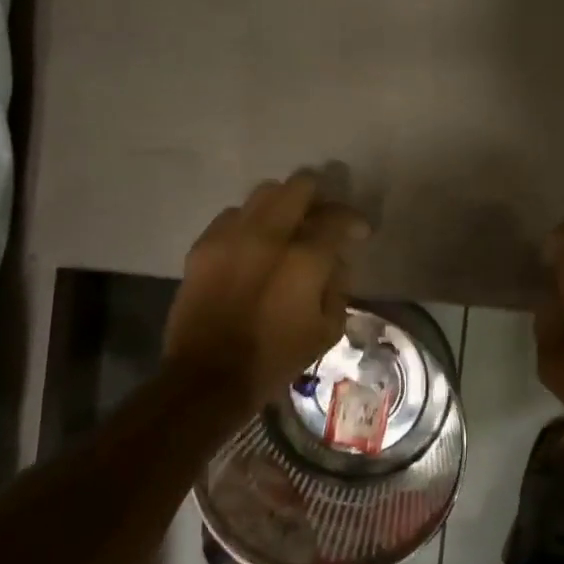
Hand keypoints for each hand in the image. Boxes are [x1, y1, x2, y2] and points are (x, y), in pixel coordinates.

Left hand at [164, 172, 370, 413]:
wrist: (209, 376)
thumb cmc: (275, 358)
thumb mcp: (327, 330)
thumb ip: (338, 286)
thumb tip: (336, 261)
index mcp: (304, 259)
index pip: (337, 218)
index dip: (354, 221)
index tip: (359, 232)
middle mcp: (268, 235)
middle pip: (299, 187)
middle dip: (319, 195)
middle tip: (323, 216)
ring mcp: (231, 236)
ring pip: (263, 194)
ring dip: (283, 204)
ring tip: (288, 225)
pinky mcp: (203, 245)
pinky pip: (232, 215)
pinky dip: (250, 222)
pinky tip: (253, 243)